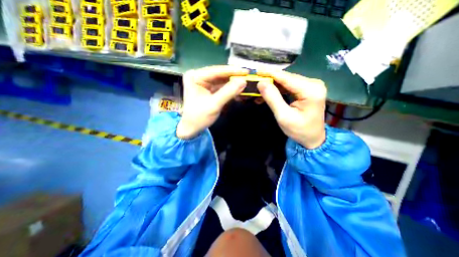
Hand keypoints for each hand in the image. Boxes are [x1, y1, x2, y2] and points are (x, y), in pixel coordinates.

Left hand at [176, 66, 249, 139]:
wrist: (192, 128)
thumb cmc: (199, 117)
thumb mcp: (214, 105)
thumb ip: (228, 92)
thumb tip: (243, 81)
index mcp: (195, 77)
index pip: (216, 71)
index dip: (233, 71)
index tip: (247, 71)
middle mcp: (199, 76)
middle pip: (220, 75)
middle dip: (234, 78)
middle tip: (248, 77)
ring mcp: (204, 83)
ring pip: (222, 81)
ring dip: (233, 84)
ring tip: (246, 84)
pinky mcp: (209, 90)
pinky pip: (221, 87)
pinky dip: (230, 90)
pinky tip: (239, 91)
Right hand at [258, 70, 326, 149]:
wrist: (313, 138)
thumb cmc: (299, 130)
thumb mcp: (283, 116)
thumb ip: (272, 99)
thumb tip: (261, 83)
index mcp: (311, 90)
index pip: (286, 77)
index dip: (269, 73)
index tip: (255, 71)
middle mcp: (313, 83)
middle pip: (286, 77)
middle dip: (269, 79)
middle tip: (254, 81)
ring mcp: (311, 85)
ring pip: (286, 81)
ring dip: (272, 85)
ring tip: (258, 90)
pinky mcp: (306, 89)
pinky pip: (289, 86)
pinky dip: (277, 89)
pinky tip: (267, 93)